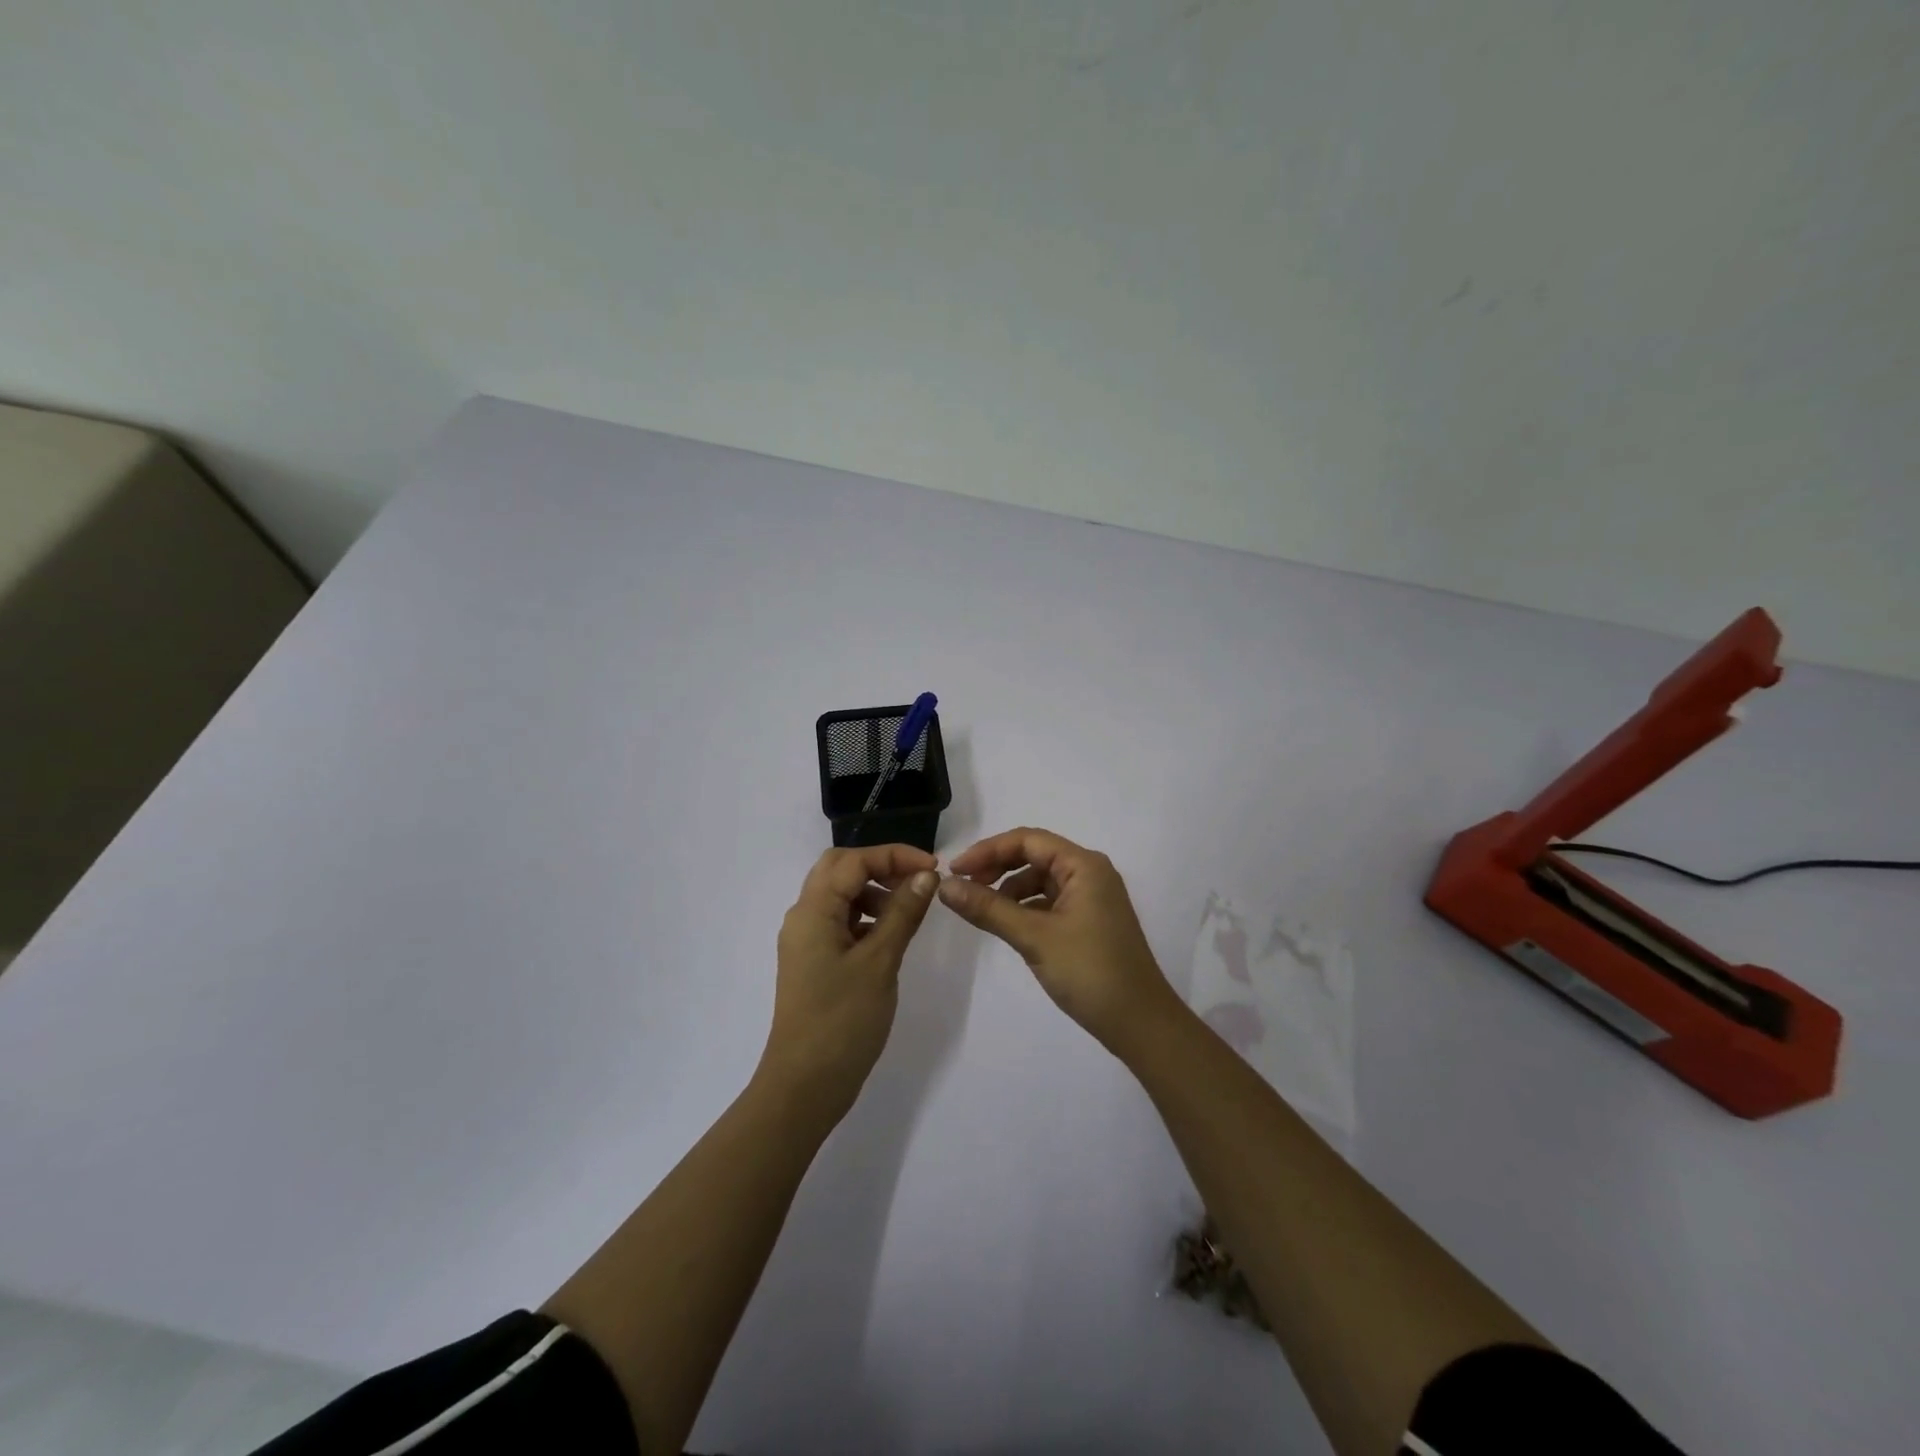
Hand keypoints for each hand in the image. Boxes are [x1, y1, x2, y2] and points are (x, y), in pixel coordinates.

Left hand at [761, 844, 940, 1119]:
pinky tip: (890, 935)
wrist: (805, 1085)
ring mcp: (806, 941)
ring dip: (873, 890)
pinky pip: (840, 922)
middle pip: (839, 869)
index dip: (894, 855)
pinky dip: (866, 916)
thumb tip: (926, 874)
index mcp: (813, 910)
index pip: (853, 861)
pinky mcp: (814, 962)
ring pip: (839, 895)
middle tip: (918, 880)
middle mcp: (803, 917)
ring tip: (909, 909)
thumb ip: (903, 912)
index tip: (934, 868)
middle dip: (880, 866)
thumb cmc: (843, 1020)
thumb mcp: (880, 961)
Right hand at [938, 828, 1181, 1053]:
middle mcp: (1090, 873)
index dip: (987, 850)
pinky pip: (1050, 902)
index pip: (1027, 840)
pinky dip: (1025, 907)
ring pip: (1040, 880)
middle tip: (963, 887)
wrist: (1140, 1023)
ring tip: (982, 911)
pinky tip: (1008, 926)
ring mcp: (1092, 898)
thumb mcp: (1034, 937)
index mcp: (1084, 865)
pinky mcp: (1089, 921)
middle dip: (997, 867)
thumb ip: (988, 908)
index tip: (955, 871)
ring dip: (1009, 889)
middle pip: (1034, 855)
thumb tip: (944, 885)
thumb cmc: (1089, 972)